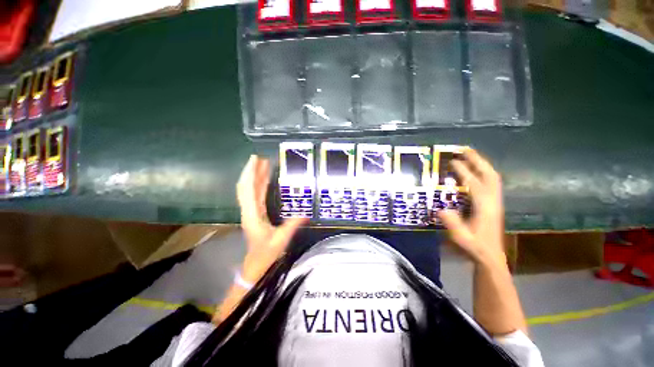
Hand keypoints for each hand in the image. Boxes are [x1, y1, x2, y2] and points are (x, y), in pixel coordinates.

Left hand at [236, 155, 306, 282]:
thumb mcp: (281, 239)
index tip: (255, 161)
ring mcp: (251, 211)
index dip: (251, 174)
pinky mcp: (255, 213)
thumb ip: (293, 225)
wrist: (255, 263)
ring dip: (255, 176)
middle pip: (246, 187)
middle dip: (251, 171)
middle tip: (259, 158)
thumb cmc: (266, 253)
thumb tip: (306, 214)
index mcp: (252, 215)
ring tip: (263, 164)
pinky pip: (255, 195)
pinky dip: (259, 185)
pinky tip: (265, 178)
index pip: (248, 190)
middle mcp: (248, 210)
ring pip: (249, 190)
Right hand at [437, 149, 505, 265]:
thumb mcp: (461, 238)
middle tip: (465, 150)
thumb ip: (452, 223)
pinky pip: (491, 183)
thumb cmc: (475, 247)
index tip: (453, 161)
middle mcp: (493, 202)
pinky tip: (475, 172)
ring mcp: (495, 202)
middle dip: (478, 161)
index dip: (464, 172)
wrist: (491, 257)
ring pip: (493, 178)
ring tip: (470, 155)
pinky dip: (484, 173)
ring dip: (482, 165)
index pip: (475, 184)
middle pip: (490, 175)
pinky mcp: (494, 205)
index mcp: (485, 208)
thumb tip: (440, 208)